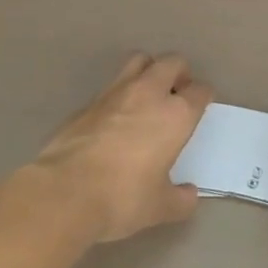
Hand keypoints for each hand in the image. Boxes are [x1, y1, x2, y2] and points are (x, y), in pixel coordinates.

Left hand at [33, 53, 211, 242]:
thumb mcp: (159, 207)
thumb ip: (180, 199)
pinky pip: (111, 86)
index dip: (203, 96)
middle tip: (177, 92)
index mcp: (175, 115)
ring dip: (148, 70)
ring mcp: (115, 92)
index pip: (199, 91)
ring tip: (148, 94)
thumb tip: (189, 195)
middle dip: (179, 72)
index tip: (201, 105)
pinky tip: (114, 118)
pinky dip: (119, 94)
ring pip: (139, 60)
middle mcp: (148, 93)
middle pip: (171, 62)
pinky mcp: (87, 102)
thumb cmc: (122, 197)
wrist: (64, 192)